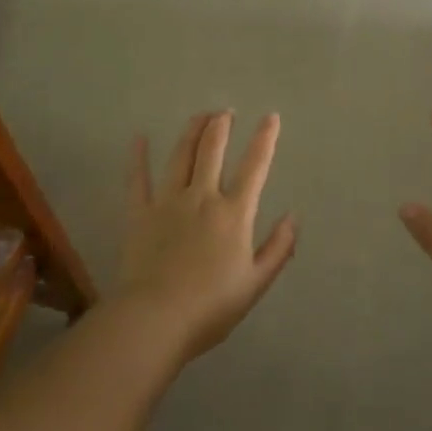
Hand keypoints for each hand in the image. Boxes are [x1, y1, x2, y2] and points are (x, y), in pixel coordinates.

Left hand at [121, 111, 297, 360]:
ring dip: (191, 132)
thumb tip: (293, 217)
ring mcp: (168, 202)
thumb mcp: (255, 283)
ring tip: (200, 116)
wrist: (156, 319)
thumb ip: (278, 248)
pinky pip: (138, 179)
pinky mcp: (140, 214)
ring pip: (180, 156)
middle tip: (226, 111)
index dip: (264, 139)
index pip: (254, 166)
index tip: (271, 117)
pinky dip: (138, 158)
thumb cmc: (211, 307)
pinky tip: (139, 139)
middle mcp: (202, 197)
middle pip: (212, 151)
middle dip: (221, 126)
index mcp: (234, 213)